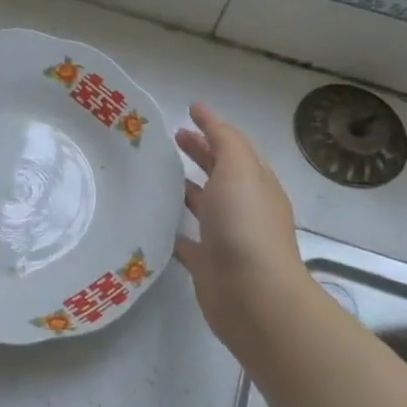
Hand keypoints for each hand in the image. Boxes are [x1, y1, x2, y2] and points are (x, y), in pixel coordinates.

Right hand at [175, 102, 306, 353]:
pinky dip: (172, 228)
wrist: (253, 295)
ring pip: (203, 205)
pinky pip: (186, 241)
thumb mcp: (239, 170)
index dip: (213, 127)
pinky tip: (151, 220)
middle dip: (200, 153)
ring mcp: (225, 237)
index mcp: (255, 183)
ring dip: (184, 188)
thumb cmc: (246, 226)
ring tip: (155, 174)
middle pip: (219, 173)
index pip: (234, 147)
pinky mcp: (207, 264)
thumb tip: (205, 115)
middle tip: (170, 139)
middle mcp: (243, 208)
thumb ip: (224, 141)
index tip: (188, 111)